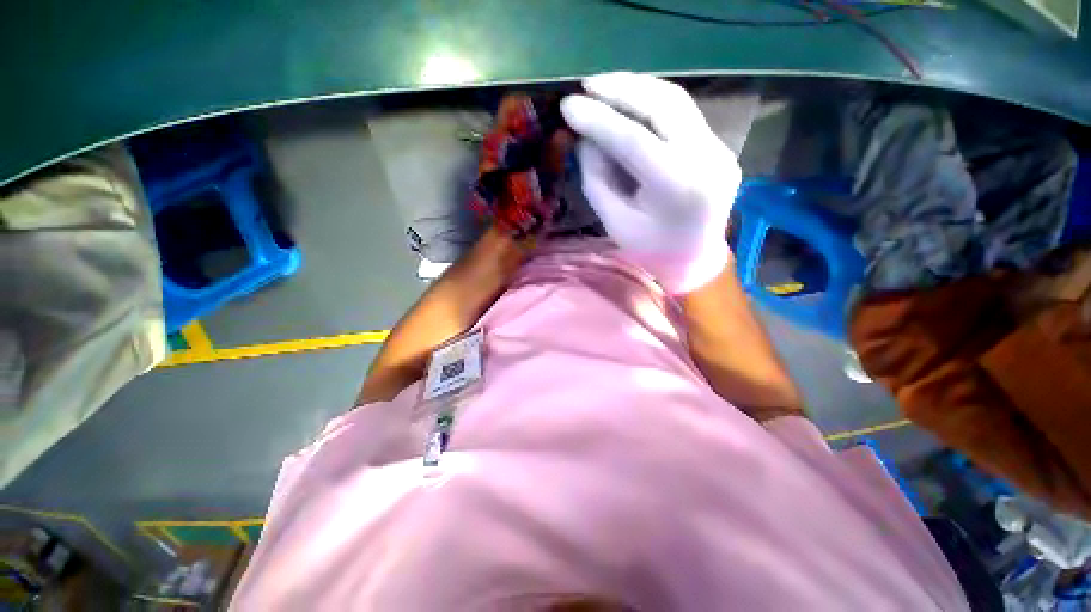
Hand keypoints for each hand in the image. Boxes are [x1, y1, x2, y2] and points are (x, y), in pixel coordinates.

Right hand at [560, 72, 740, 293]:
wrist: (696, 260)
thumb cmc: (651, 251)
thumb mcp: (616, 223)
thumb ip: (597, 180)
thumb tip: (585, 140)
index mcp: (679, 189)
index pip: (634, 140)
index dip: (598, 120)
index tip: (567, 106)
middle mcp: (707, 159)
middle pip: (663, 105)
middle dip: (620, 89)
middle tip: (586, 85)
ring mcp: (719, 148)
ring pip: (676, 100)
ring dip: (636, 88)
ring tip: (603, 86)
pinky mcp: (718, 145)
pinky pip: (682, 113)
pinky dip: (651, 102)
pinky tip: (628, 101)